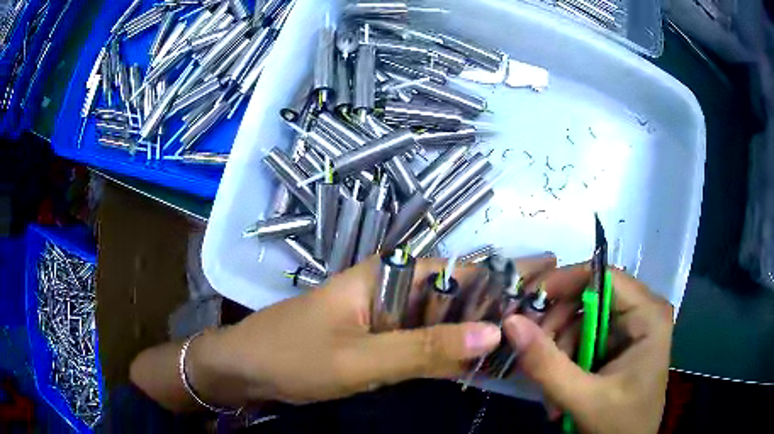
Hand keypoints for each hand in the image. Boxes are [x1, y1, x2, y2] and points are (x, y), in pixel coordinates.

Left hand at [185, 255, 554, 407]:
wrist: (246, 368)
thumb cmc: (292, 357)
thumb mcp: (359, 358)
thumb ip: (425, 348)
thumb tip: (493, 333)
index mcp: (386, 275)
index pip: (459, 269)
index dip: (504, 274)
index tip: (547, 274)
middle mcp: (391, 289)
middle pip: (456, 294)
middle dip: (501, 303)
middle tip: (548, 311)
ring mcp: (385, 317)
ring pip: (443, 320)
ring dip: (480, 329)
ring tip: (528, 332)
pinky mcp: (378, 341)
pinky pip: (425, 343)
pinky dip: (452, 351)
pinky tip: (480, 358)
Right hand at [503, 267, 672, 433]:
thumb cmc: (619, 426)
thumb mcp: (583, 399)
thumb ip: (547, 364)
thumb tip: (511, 321)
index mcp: (648, 315)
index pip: (604, 277)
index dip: (566, 282)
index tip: (529, 302)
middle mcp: (642, 313)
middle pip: (590, 298)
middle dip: (558, 328)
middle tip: (534, 356)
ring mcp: (630, 330)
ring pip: (582, 321)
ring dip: (559, 351)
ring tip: (551, 389)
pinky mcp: (619, 346)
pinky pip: (584, 338)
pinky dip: (566, 360)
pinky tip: (561, 390)